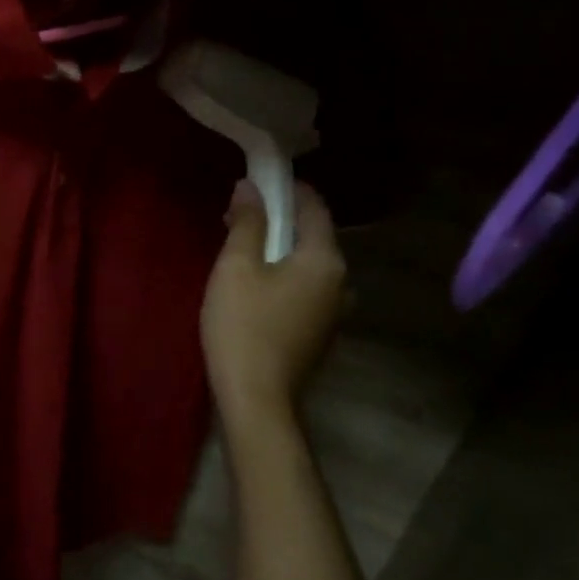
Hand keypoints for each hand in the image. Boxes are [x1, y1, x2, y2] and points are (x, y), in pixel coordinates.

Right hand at [201, 180, 346, 421]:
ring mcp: (335, 312)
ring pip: (308, 265)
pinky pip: (305, 289)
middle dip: (279, 221)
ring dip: (280, 250)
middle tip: (239, 216)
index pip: (315, 208)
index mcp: (326, 260)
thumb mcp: (236, 267)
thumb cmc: (243, 325)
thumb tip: (250, 187)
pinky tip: (255, 284)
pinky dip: (284, 276)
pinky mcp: (320, 333)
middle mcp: (341, 282)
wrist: (257, 398)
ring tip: (243, 249)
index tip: (259, 181)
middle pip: (313, 237)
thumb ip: (247, 223)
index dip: (289, 189)